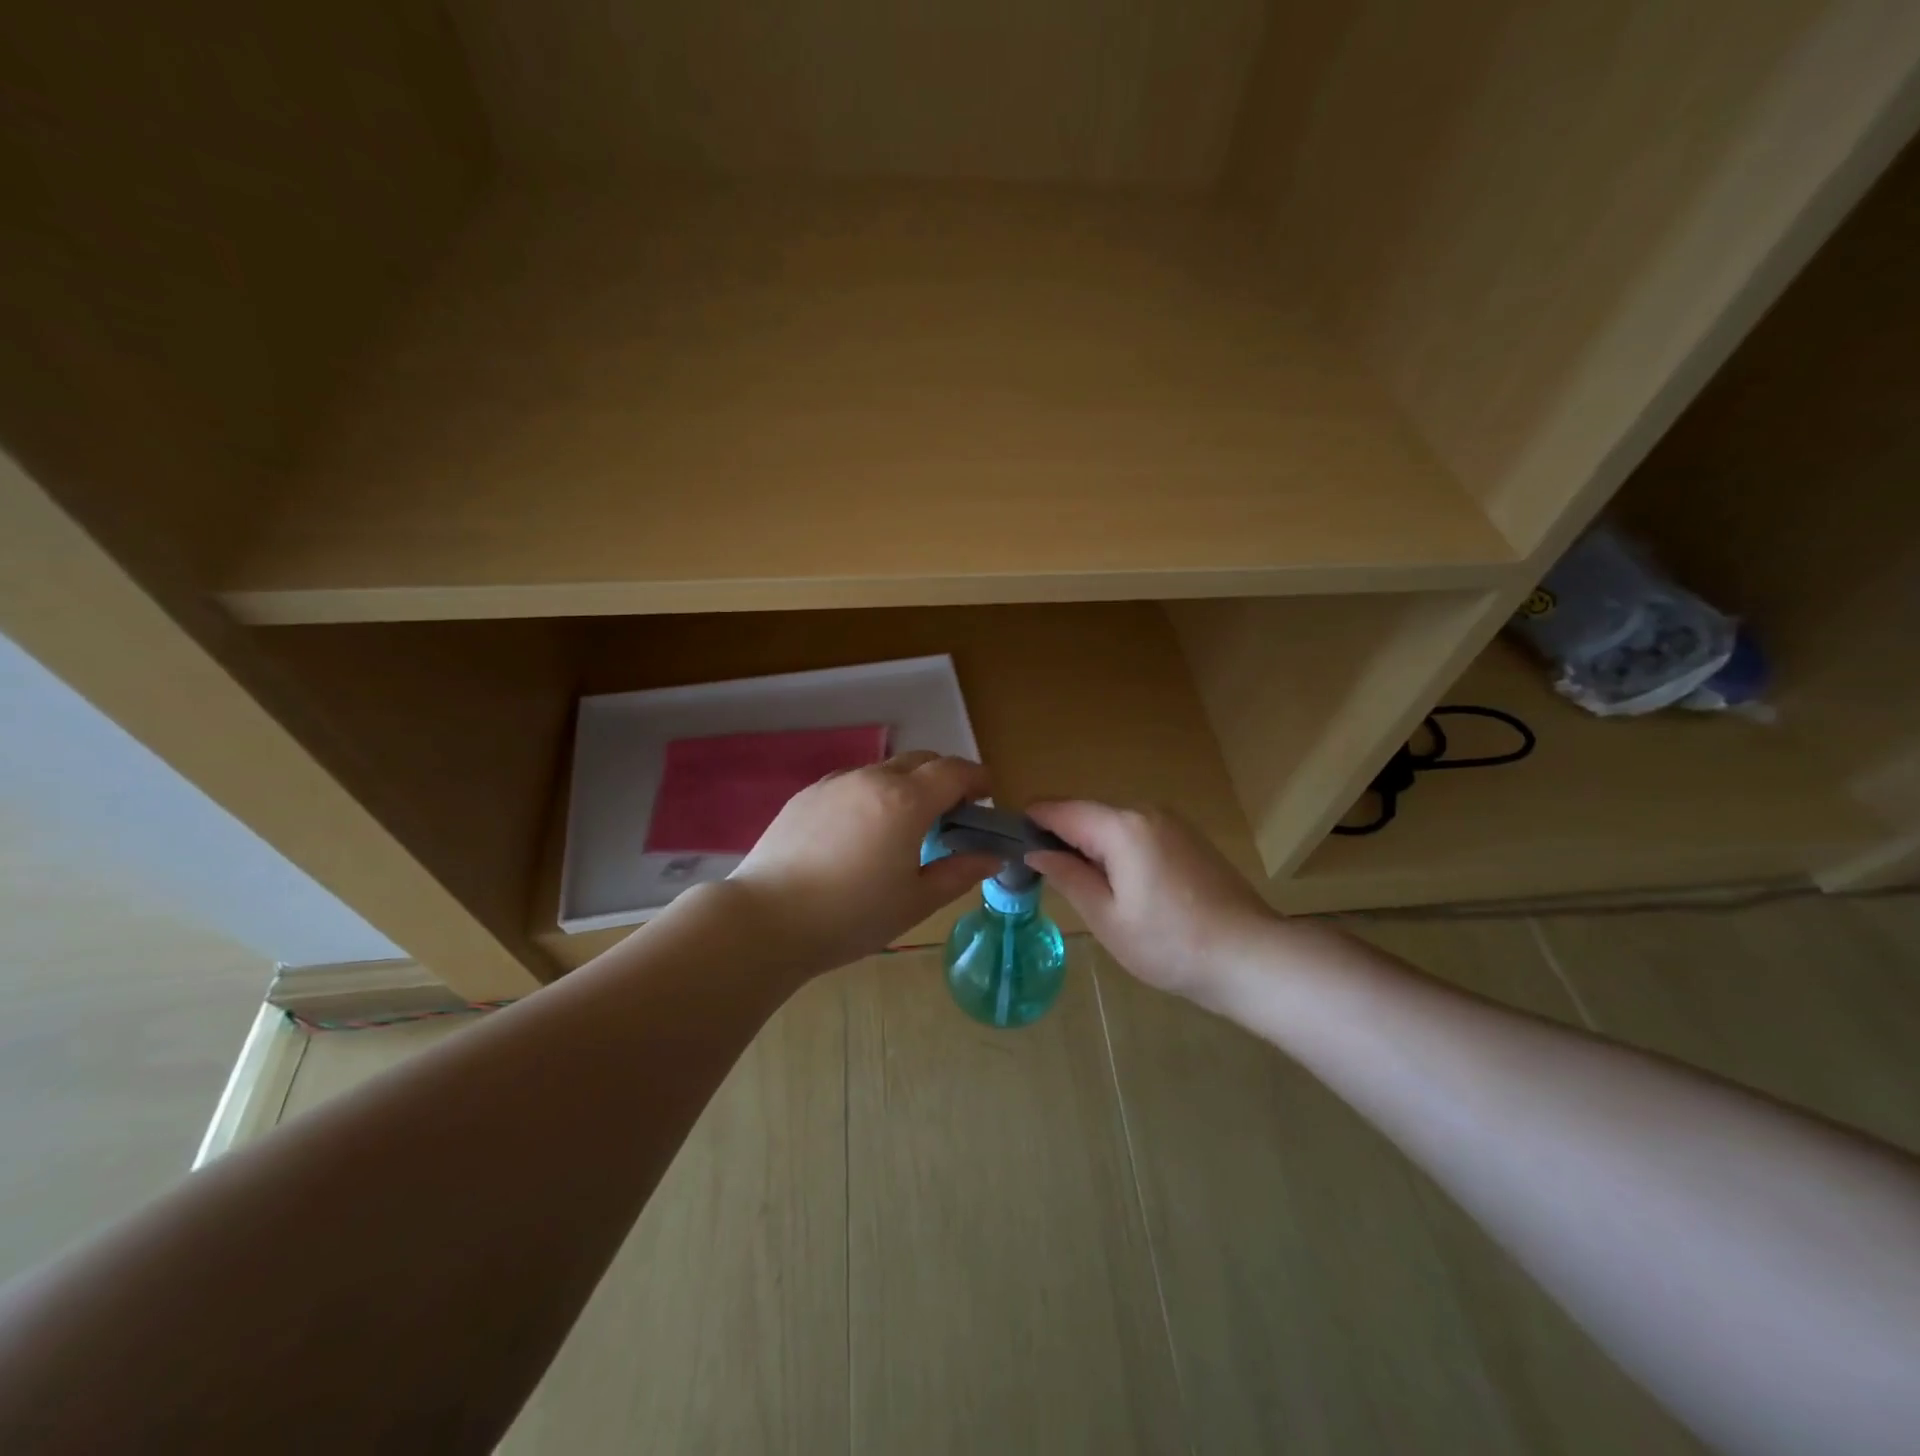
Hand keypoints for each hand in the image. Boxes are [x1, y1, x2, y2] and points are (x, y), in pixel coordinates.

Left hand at [728, 752, 998, 974]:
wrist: (765, 920)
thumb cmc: (850, 916)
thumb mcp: (916, 901)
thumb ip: (959, 872)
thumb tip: (991, 856)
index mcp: (907, 801)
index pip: (955, 771)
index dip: (978, 779)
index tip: (986, 799)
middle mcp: (872, 779)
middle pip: (921, 760)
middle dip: (945, 778)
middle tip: (950, 816)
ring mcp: (835, 783)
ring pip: (884, 770)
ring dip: (907, 786)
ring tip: (903, 827)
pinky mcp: (807, 795)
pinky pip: (853, 783)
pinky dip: (872, 795)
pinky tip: (861, 833)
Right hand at [1026, 801, 1277, 1001]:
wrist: (1251, 957)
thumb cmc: (1170, 944)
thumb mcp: (1106, 917)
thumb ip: (1068, 876)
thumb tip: (1036, 850)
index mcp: (1122, 826)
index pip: (1062, 810)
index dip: (1032, 821)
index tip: (1008, 840)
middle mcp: (1147, 811)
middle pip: (1088, 815)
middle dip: (1062, 837)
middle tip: (1042, 875)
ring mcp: (1173, 823)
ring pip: (1114, 825)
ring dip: (1091, 846)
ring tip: (1080, 887)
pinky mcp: (1189, 839)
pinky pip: (1139, 834)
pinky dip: (1119, 851)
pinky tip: (1122, 887)